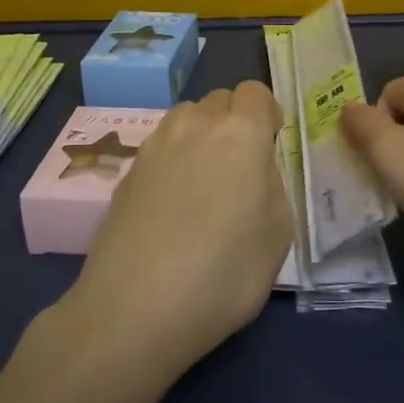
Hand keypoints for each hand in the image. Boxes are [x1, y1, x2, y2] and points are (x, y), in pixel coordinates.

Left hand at [66, 82, 292, 373]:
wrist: (133, 310)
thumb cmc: (223, 274)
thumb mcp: (277, 234)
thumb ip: (272, 184)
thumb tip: (255, 168)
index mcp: (240, 133)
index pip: (255, 92)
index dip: (266, 114)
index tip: (269, 146)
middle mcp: (194, 125)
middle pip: (219, 100)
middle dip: (233, 122)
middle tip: (238, 169)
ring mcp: (154, 145)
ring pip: (185, 119)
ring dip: (200, 136)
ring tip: (203, 185)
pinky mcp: (126, 171)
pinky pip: (160, 148)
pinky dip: (172, 162)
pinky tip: (171, 207)